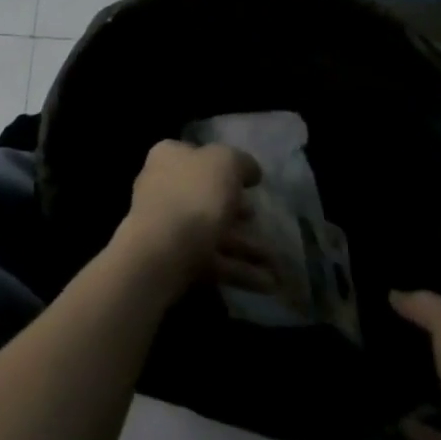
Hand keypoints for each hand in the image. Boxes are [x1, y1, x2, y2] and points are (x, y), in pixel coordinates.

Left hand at [113, 140, 267, 293]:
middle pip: (207, 196)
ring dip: (247, 247)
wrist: (164, 249)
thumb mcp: (225, 162)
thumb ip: (240, 162)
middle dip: (239, 212)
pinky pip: (213, 261)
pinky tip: (268, 284)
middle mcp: (163, 186)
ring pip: (214, 231)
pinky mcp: (175, 257)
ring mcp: (167, 224)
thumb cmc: (194, 194)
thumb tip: (250, 171)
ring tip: (277, 263)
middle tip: (261, 220)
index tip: (249, 183)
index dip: (224, 166)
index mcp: (168, 157)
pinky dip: (240, 270)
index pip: (197, 155)